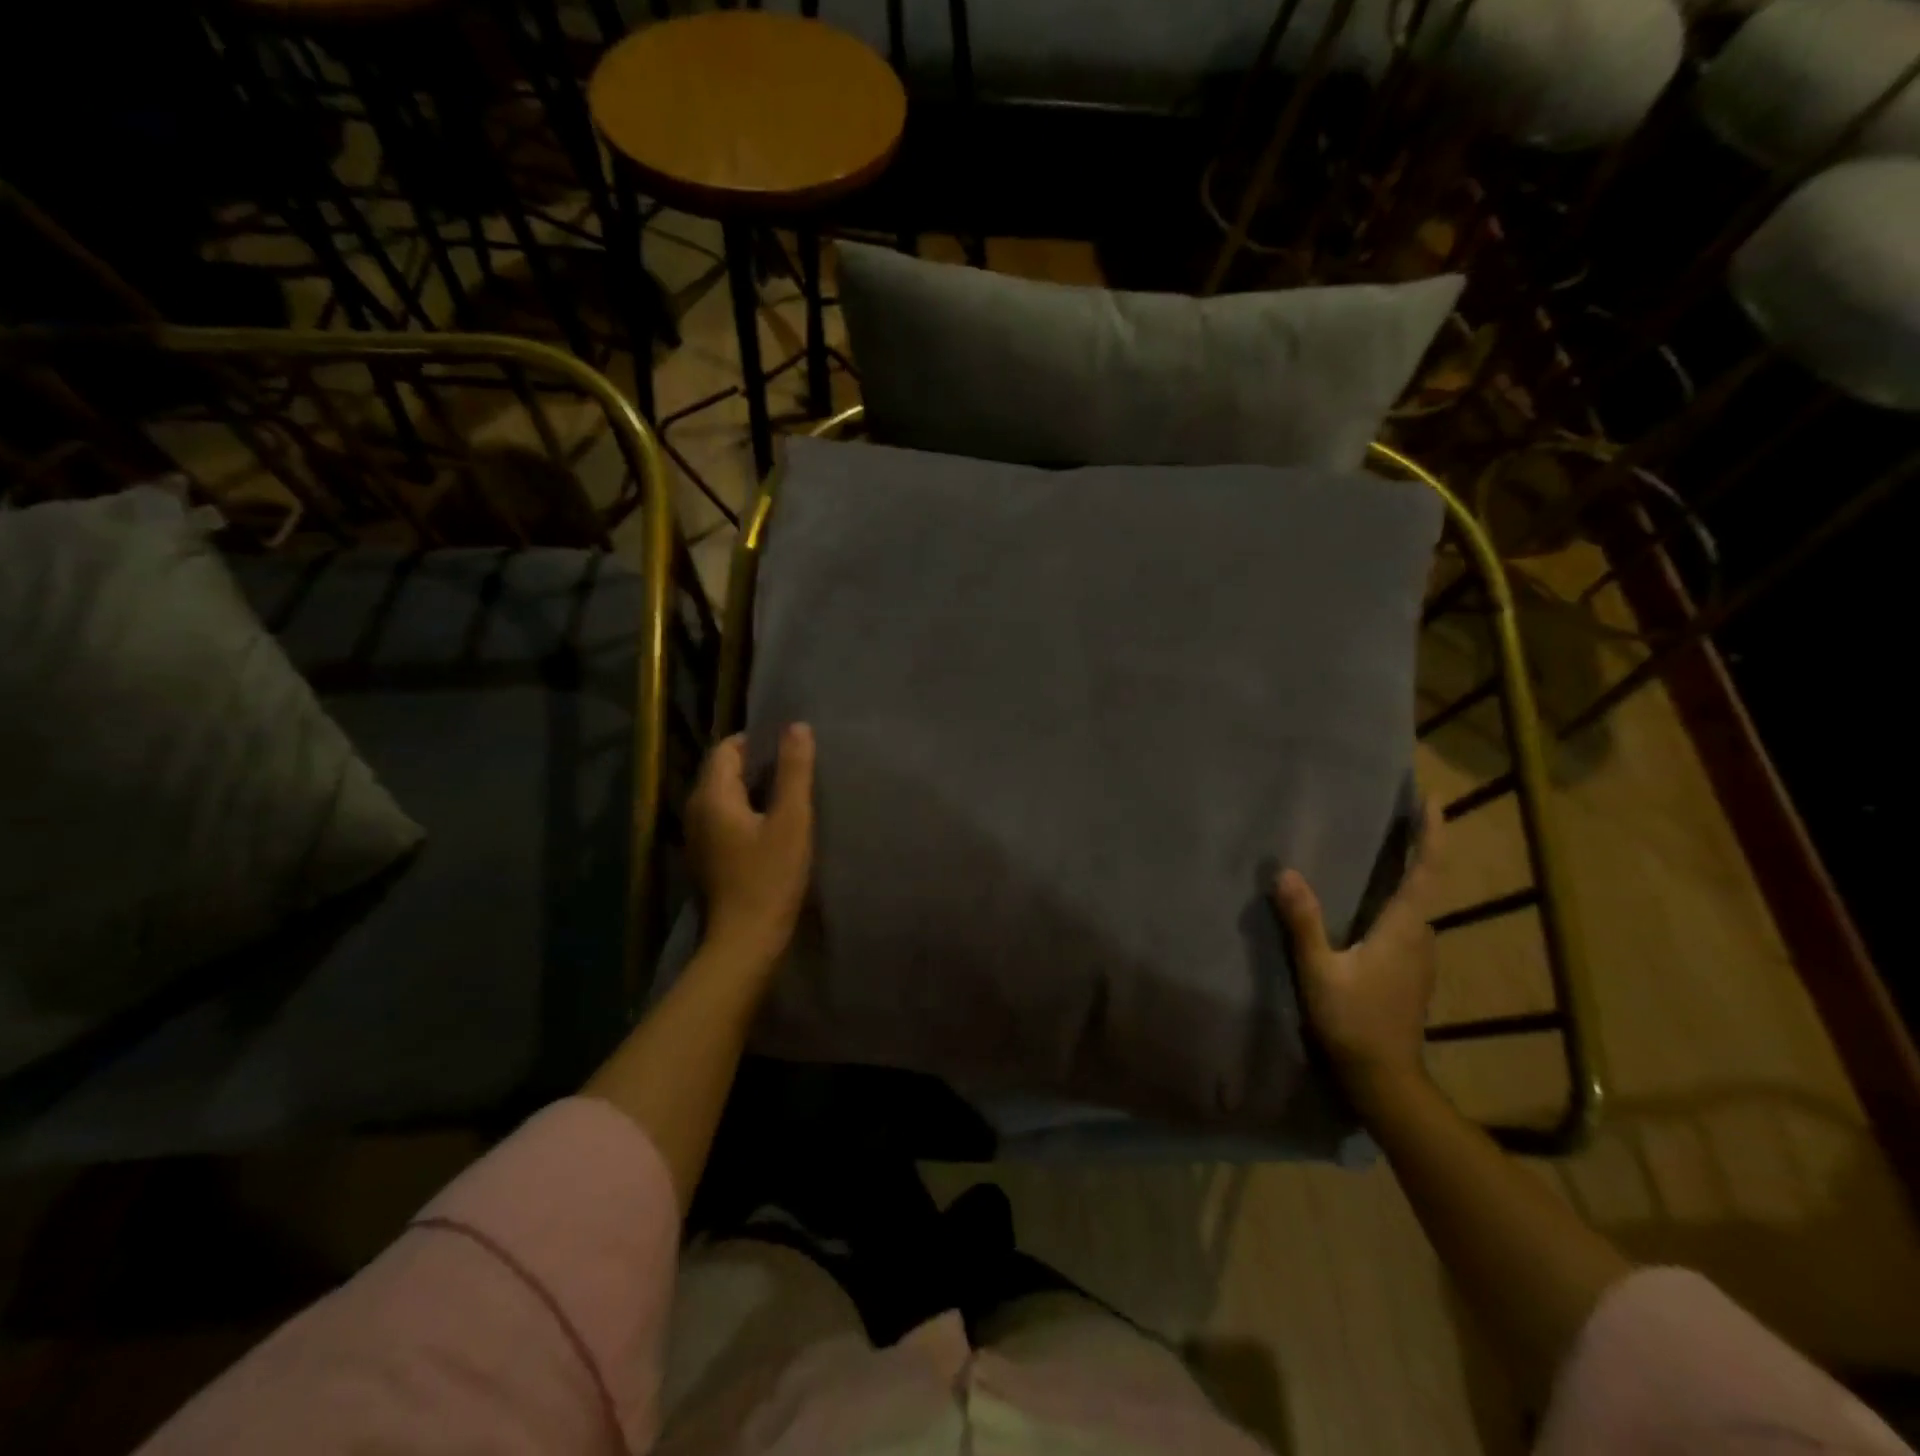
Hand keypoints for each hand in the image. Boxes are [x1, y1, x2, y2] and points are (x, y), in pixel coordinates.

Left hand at [687, 725, 815, 969]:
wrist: (745, 940)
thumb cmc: (770, 877)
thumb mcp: (791, 820)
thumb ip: (794, 771)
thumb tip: (796, 726)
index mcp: (712, 796)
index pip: (726, 748)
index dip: (756, 741)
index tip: (789, 748)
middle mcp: (695, 811)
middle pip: (721, 771)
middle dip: (754, 763)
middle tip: (793, 769)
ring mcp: (697, 837)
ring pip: (722, 796)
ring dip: (750, 789)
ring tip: (786, 794)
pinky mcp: (705, 857)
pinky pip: (722, 818)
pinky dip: (744, 811)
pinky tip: (770, 825)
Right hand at [1273, 801, 1439, 1108]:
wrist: (1385, 1079)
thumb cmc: (1353, 1022)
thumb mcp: (1319, 971)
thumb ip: (1304, 922)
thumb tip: (1285, 872)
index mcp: (1404, 929)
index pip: (1426, 871)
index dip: (1431, 833)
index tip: (1429, 798)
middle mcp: (1420, 936)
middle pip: (1426, 882)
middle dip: (1419, 845)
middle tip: (1399, 814)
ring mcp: (1419, 957)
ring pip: (1417, 904)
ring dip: (1408, 872)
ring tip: (1383, 848)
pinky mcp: (1409, 971)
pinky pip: (1407, 922)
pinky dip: (1397, 897)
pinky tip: (1372, 901)